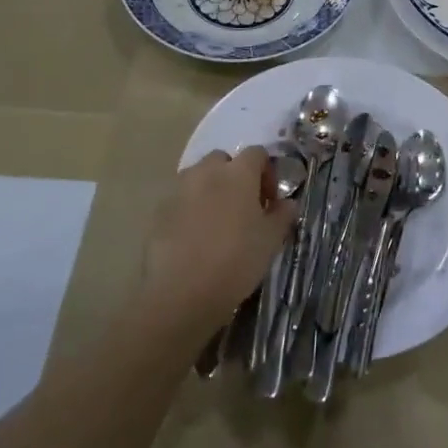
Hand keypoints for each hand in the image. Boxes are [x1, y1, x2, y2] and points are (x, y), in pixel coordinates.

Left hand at [143, 148, 296, 341]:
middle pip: (223, 160)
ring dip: (210, 189)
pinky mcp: (159, 211)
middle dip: (234, 176)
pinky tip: (195, 237)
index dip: (266, 172)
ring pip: (198, 177)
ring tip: (217, 220)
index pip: (257, 153)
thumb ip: (282, 215)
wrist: (182, 293)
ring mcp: (179, 190)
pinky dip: (190, 209)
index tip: (269, 200)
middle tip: (243, 206)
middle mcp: (207, 172)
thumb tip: (287, 203)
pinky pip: (180, 200)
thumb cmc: (236, 261)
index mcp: (238, 173)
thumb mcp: (271, 241)